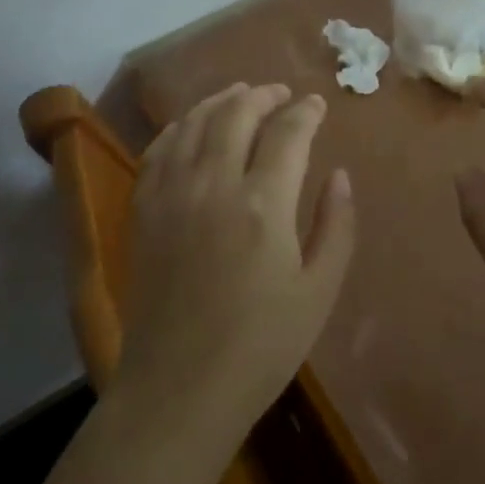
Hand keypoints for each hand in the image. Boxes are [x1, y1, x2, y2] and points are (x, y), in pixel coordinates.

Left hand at [117, 83, 355, 443]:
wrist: (179, 390)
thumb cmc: (261, 347)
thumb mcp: (318, 292)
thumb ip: (335, 226)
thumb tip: (339, 174)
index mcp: (264, 204)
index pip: (288, 133)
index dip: (306, 112)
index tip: (317, 104)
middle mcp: (214, 184)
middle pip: (237, 114)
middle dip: (263, 95)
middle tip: (280, 93)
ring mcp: (172, 193)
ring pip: (195, 123)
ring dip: (221, 101)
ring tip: (240, 95)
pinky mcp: (144, 210)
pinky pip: (159, 149)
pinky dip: (179, 127)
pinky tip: (191, 126)